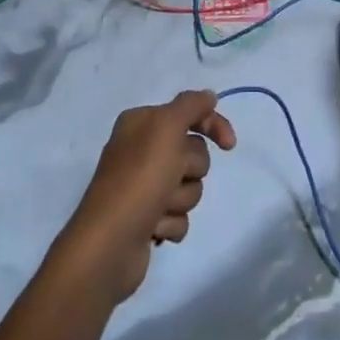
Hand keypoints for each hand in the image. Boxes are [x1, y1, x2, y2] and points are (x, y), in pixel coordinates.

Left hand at [51, 90, 235, 304]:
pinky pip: (179, 216)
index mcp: (141, 123)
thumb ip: (190, 105)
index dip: (213, 125)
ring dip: (179, 199)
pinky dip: (171, 222)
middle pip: (193, 154)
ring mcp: (144, 186)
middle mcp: (141, 150)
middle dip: (189, 170)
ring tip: (158, 208)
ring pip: (189, 186)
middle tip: (170, 178)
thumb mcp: (166, 128)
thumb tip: (209, 95)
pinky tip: (154, 228)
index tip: (229, 145)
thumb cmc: (139, 178)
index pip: (189, 113)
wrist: (110, 243)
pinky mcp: (148, 218)